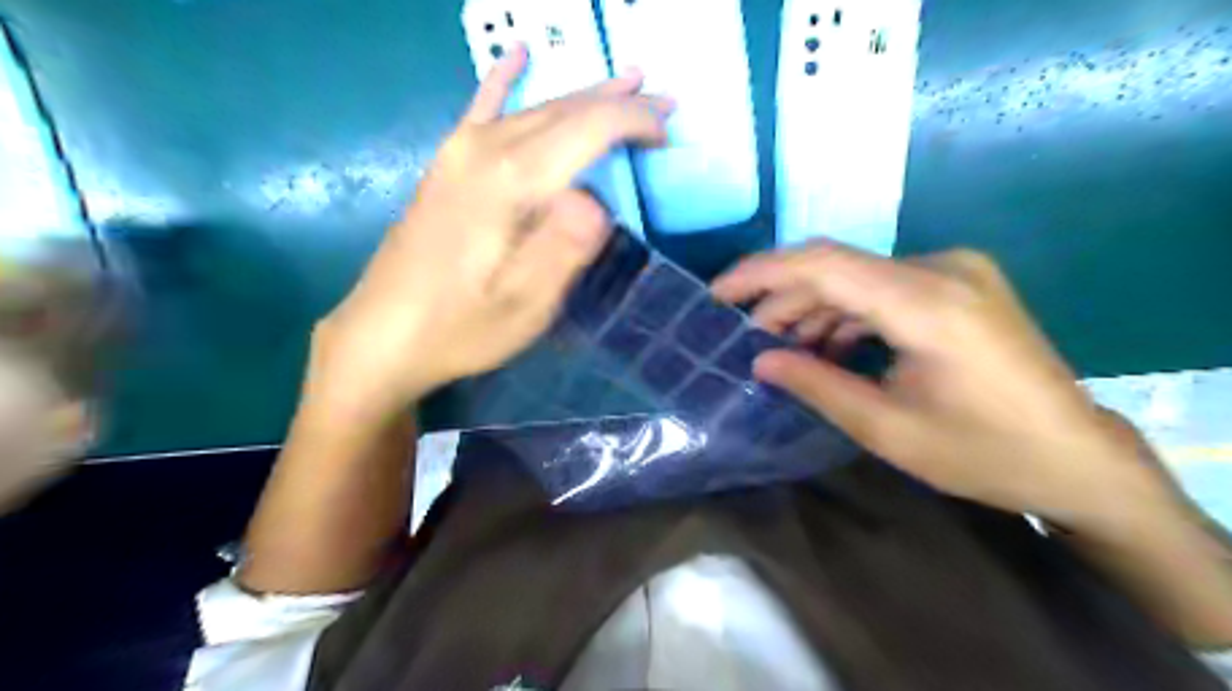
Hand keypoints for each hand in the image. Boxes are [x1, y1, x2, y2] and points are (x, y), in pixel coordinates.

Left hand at [308, 47, 672, 415]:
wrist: (384, 334)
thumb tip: (598, 201)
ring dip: (584, 96)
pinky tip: (517, 55)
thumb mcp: (525, 305)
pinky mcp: (447, 165)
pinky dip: (506, 79)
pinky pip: (482, 108)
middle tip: (663, 103)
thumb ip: (565, 247)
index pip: (588, 128)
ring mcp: (460, 152)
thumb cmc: (462, 326)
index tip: (667, 133)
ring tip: (624, 83)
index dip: (634, 122)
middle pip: (565, 109)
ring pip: (535, 108)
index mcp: (512, 180)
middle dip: (619, 103)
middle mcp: (485, 149)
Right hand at [714, 243, 1182, 534]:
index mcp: (928, 303)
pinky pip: (884, 289)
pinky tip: (827, 344)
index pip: (824, 264)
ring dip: (814, 308)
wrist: (1079, 458)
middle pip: (837, 268)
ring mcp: (955, 272)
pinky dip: (847, 313)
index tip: (717, 294)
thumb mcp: (888, 429)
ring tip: (781, 347)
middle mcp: (942, 269)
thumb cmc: (985, 454)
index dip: (762, 273)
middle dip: (783, 299)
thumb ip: (816, 385)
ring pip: (858, 278)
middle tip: (746, 337)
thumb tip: (758, 360)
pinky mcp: (959, 285)